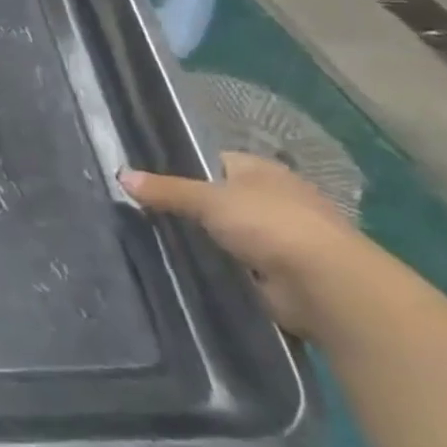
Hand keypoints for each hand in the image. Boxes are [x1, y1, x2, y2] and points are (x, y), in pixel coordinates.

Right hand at [122, 151, 385, 338]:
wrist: (324, 284)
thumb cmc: (270, 225)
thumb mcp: (208, 200)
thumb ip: (166, 190)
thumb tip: (121, 174)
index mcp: (261, 170)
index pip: (214, 161)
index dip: (184, 168)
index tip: (149, 182)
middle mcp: (272, 198)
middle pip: (219, 197)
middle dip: (190, 207)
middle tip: (144, 213)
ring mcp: (277, 236)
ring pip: (226, 231)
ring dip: (204, 239)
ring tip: (156, 241)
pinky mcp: (277, 271)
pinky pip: (235, 262)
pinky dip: (218, 265)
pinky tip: (187, 267)